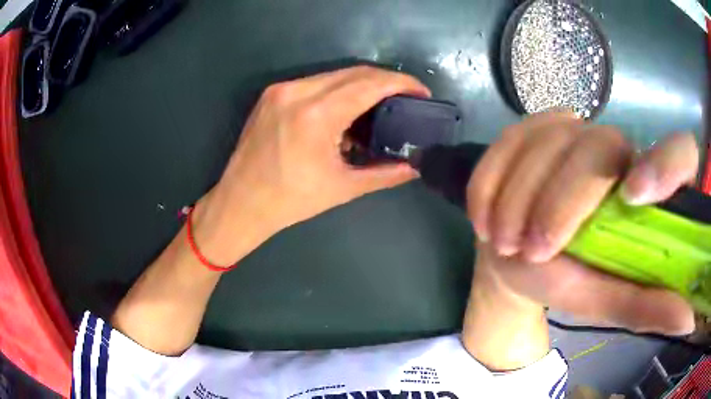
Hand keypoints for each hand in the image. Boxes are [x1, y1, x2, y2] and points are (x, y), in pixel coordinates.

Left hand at [193, 66, 429, 264]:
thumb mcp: (343, 188)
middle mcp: (297, 92)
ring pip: (334, 75)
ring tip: (380, 104)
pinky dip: (337, 90)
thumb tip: (415, 166)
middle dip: (385, 81)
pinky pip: (315, 82)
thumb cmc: (291, 201)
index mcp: (317, 115)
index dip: (401, 84)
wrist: (240, 202)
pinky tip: (346, 108)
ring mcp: (281, 90)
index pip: (370, 84)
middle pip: (354, 72)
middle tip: (405, 99)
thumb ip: (385, 174)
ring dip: (361, 85)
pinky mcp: (272, 94)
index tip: (422, 92)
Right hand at [467, 111, 698, 334]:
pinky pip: (509, 138)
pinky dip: (490, 179)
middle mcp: (616, 147)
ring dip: (517, 195)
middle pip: (598, 146)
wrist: (515, 255)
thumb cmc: (567, 280)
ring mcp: (571, 130)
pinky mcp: (532, 128)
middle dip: (560, 202)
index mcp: (647, 186)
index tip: (634, 197)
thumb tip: (689, 318)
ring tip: (500, 241)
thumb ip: (646, 305)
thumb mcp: (606, 299)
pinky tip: (482, 213)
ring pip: (548, 140)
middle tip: (530, 251)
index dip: (666, 164)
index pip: (679, 151)